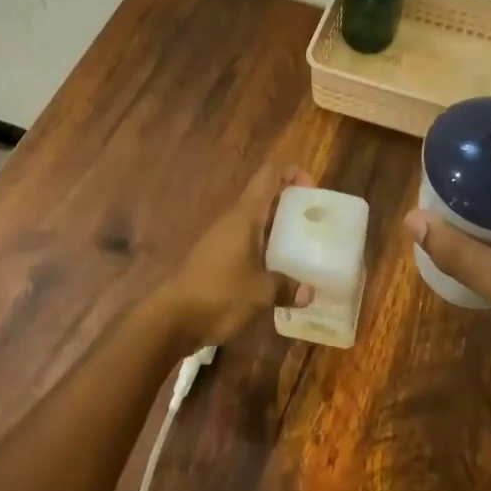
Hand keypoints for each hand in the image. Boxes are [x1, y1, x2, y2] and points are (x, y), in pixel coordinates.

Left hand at [156, 163, 315, 347]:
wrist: (173, 318)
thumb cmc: (219, 294)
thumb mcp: (261, 292)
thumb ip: (287, 287)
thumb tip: (310, 292)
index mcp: (245, 215)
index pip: (268, 175)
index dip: (291, 172)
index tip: (313, 189)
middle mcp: (234, 220)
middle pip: (265, 198)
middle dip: (291, 204)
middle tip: (317, 221)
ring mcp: (224, 239)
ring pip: (257, 223)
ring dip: (280, 229)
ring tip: (306, 246)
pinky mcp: (218, 259)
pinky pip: (249, 243)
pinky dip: (267, 249)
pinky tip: (282, 271)